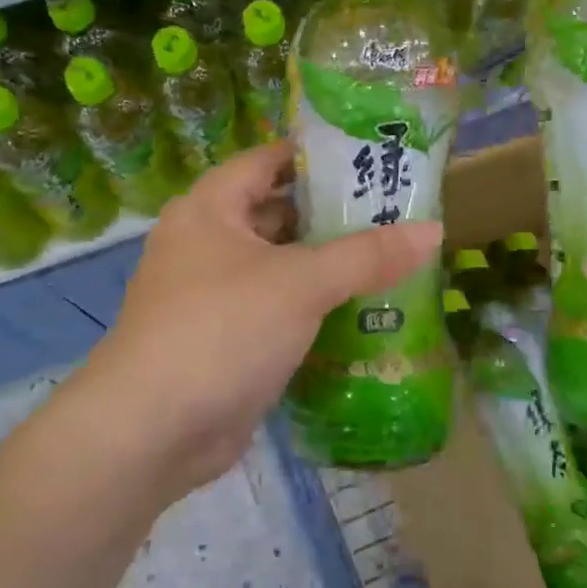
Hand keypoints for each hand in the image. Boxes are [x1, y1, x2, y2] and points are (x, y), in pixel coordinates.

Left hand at [53, 142, 439, 505]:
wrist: (153, 431)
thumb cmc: (222, 329)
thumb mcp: (301, 283)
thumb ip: (367, 255)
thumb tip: (434, 230)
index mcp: (210, 209)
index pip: (268, 160)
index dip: (316, 155)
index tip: (371, 157)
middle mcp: (207, 244)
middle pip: (277, 214)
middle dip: (332, 216)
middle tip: (395, 214)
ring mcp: (213, 296)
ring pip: (281, 268)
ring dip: (327, 267)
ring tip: (391, 259)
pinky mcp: (226, 341)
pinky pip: (278, 311)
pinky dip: (313, 310)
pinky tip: (362, 313)